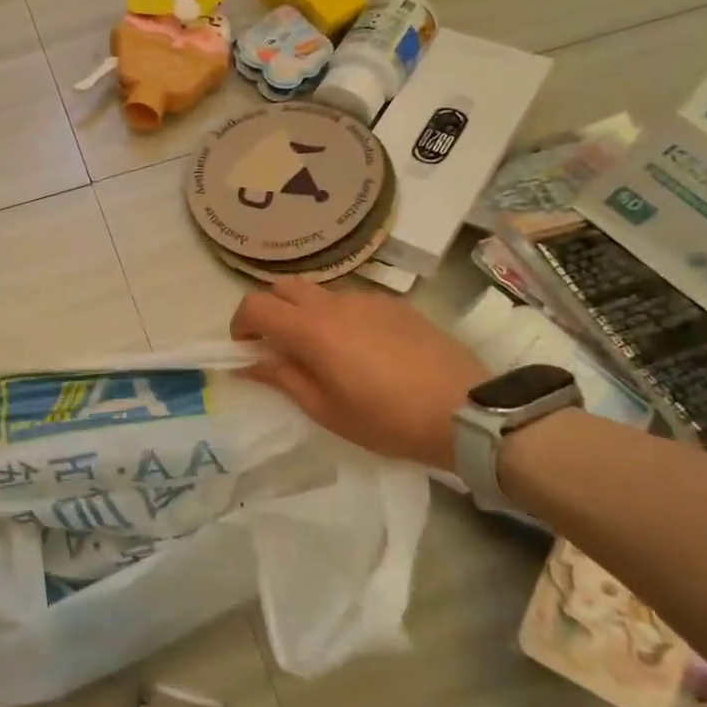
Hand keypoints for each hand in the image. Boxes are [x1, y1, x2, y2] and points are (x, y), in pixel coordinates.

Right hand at [229, 278, 486, 470]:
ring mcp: (367, 299)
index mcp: (312, 330)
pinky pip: (350, 300)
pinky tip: (359, 349)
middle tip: (277, 346)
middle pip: (284, 287)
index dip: (241, 324)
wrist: (465, 410)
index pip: (256, 305)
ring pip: (318, 292)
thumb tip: (247, 364)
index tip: (246, 350)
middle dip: (270, 310)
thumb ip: (282, 379)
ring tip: (321, 351)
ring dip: (304, 312)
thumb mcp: (326, 410)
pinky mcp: (394, 305)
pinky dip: (337, 316)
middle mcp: (335, 303)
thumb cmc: (387, 419)